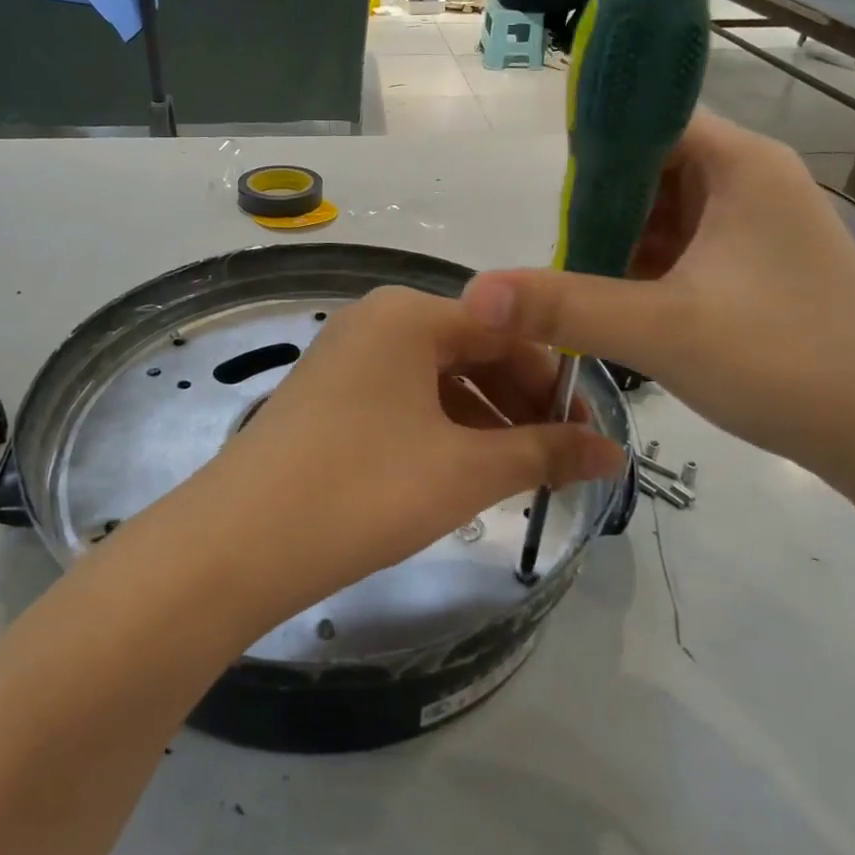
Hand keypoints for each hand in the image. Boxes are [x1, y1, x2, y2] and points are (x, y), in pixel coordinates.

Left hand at [185, 286, 624, 630]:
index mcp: (411, 314)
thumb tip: (615, 455)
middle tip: (557, 462)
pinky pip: (402, 398)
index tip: (589, 437)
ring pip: (436, 378)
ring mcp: (345, 356)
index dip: (556, 384)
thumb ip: (545, 454)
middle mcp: (376, 320)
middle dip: (519, 404)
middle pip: (472, 350)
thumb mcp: (466, 470)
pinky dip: (439, 428)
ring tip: (513, 475)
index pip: (509, 331)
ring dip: (483, 420)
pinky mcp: (326, 394)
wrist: (239, 541)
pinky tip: (457, 471)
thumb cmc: (365, 488)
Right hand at [461, 111, 854, 475]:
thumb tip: (476, 293)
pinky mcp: (759, 266)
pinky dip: (649, 268)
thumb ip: (563, 307)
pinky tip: (622, 303)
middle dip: (602, 207)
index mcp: (739, 165)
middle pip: (653, 167)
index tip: (554, 199)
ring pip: (667, 212)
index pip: (651, 119)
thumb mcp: (660, 330)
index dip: (596, 147)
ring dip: (622, 242)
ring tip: (583, 284)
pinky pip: (686, 247)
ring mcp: (759, 225)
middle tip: (564, 255)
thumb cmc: (785, 361)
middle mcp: (752, 180)